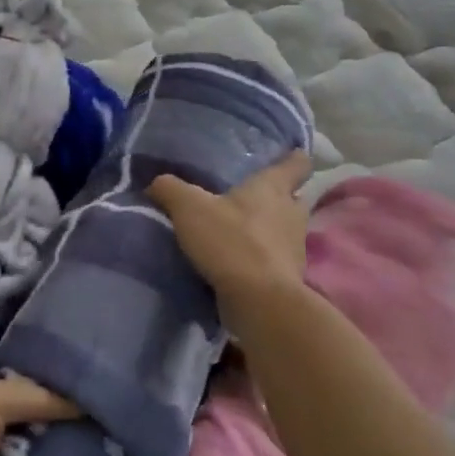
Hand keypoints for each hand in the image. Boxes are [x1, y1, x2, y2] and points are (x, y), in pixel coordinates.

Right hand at [147, 152, 313, 321]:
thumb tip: (157, 183)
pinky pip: (275, 259)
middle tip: (251, 195)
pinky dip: (261, 257)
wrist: (259, 302)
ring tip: (239, 229)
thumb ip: (170, 189)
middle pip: (293, 198)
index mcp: (272, 188)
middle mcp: (291, 214)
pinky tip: (237, 260)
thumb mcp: (188, 207)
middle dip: (278, 196)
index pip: (296, 164)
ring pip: (285, 229)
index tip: (288, 153)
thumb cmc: (230, 241)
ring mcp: (294, 248)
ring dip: (268, 229)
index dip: (293, 158)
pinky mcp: (288, 278)